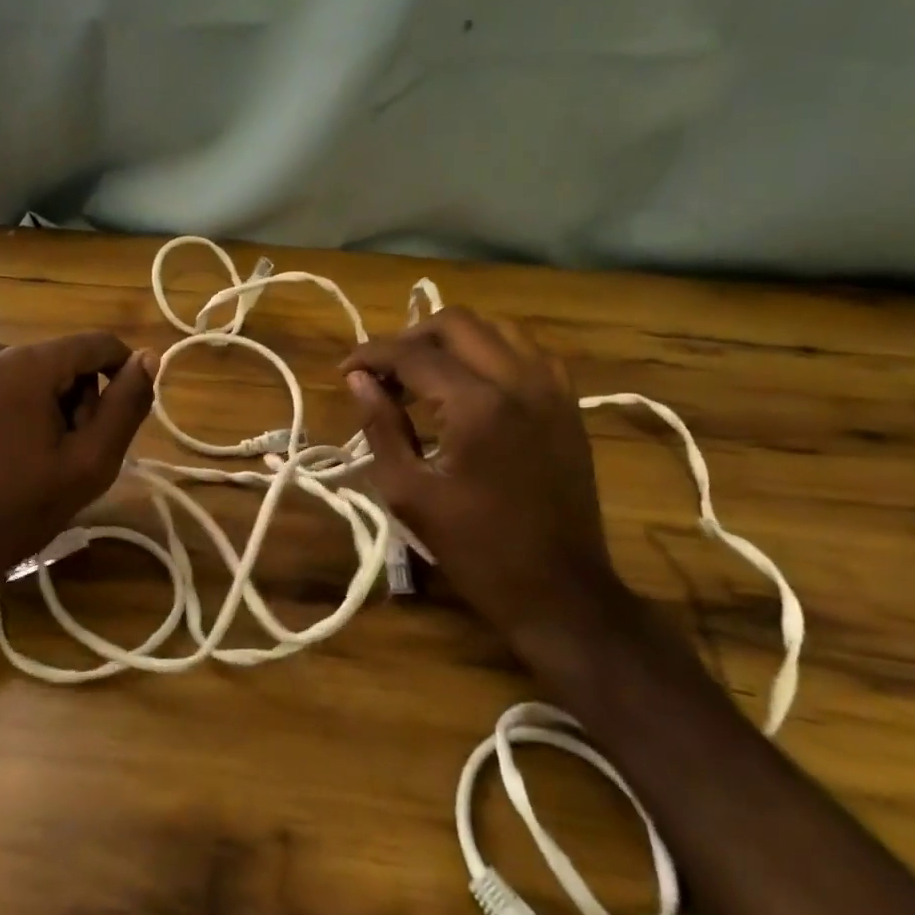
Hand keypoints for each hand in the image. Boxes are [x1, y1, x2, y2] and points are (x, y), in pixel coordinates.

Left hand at [0, 332, 157, 586]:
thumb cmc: (22, 508)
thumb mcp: (91, 462)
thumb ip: (127, 405)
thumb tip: (148, 357)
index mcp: (25, 364)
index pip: (96, 344)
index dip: (121, 372)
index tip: (118, 418)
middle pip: (63, 358)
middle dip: (79, 397)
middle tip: (70, 451)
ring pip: (33, 370)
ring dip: (49, 401)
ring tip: (37, 453)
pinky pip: (1, 380)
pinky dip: (16, 404)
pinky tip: (6, 446)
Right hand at [342, 309, 633, 666]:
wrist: (561, 591)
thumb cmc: (477, 550)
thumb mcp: (410, 493)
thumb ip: (381, 427)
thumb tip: (358, 381)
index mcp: (478, 405)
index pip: (414, 354)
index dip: (372, 355)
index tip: (345, 371)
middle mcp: (520, 381)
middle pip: (457, 323)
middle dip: (410, 337)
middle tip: (382, 371)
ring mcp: (553, 389)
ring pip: (497, 328)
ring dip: (452, 339)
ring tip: (423, 372)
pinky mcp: (569, 404)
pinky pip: (527, 352)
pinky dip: (491, 352)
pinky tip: (470, 382)